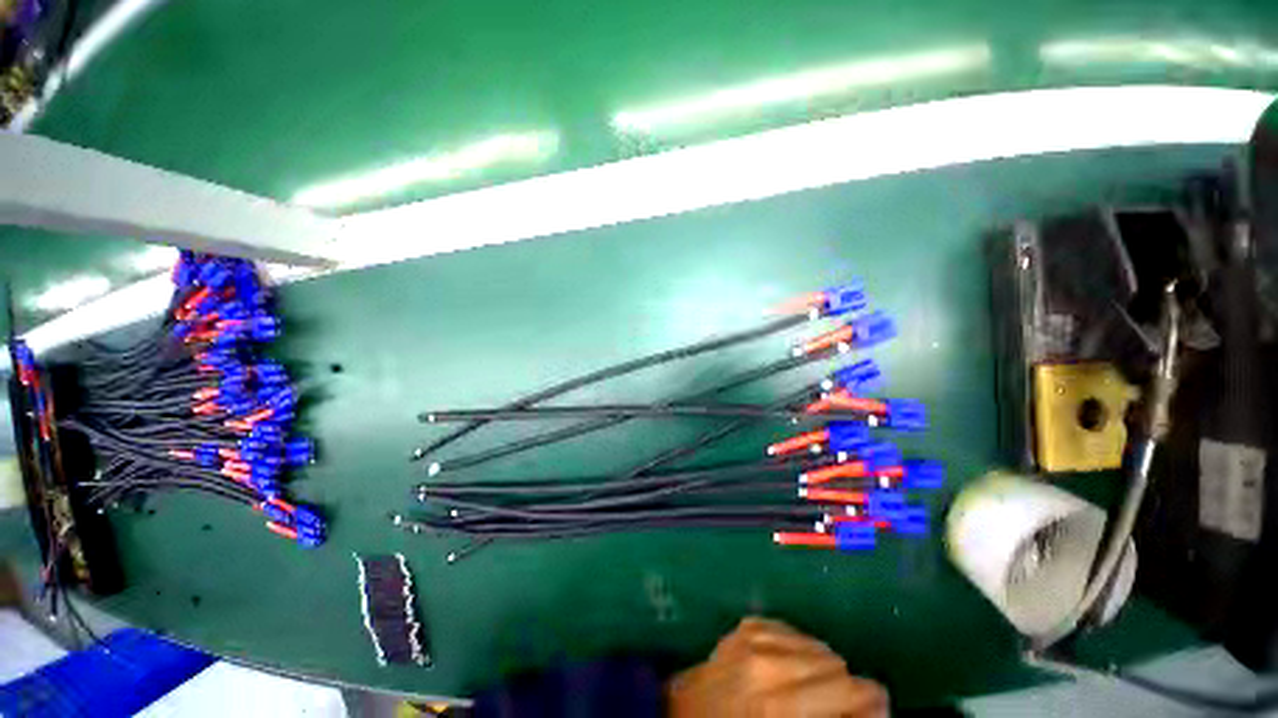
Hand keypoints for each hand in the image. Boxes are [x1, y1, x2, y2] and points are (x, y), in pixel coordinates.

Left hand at [668, 617, 888, 717]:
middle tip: (841, 706)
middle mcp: (771, 665)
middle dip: (848, 689)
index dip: (873, 704)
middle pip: (838, 666)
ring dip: (824, 668)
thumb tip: (875, 710)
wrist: (687, 711)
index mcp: (781, 708)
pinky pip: (794, 632)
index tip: (876, 711)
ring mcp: (756, 638)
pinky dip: (801, 650)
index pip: (853, 692)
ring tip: (814, 688)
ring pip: (818, 646)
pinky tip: (793, 666)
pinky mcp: (748, 625)